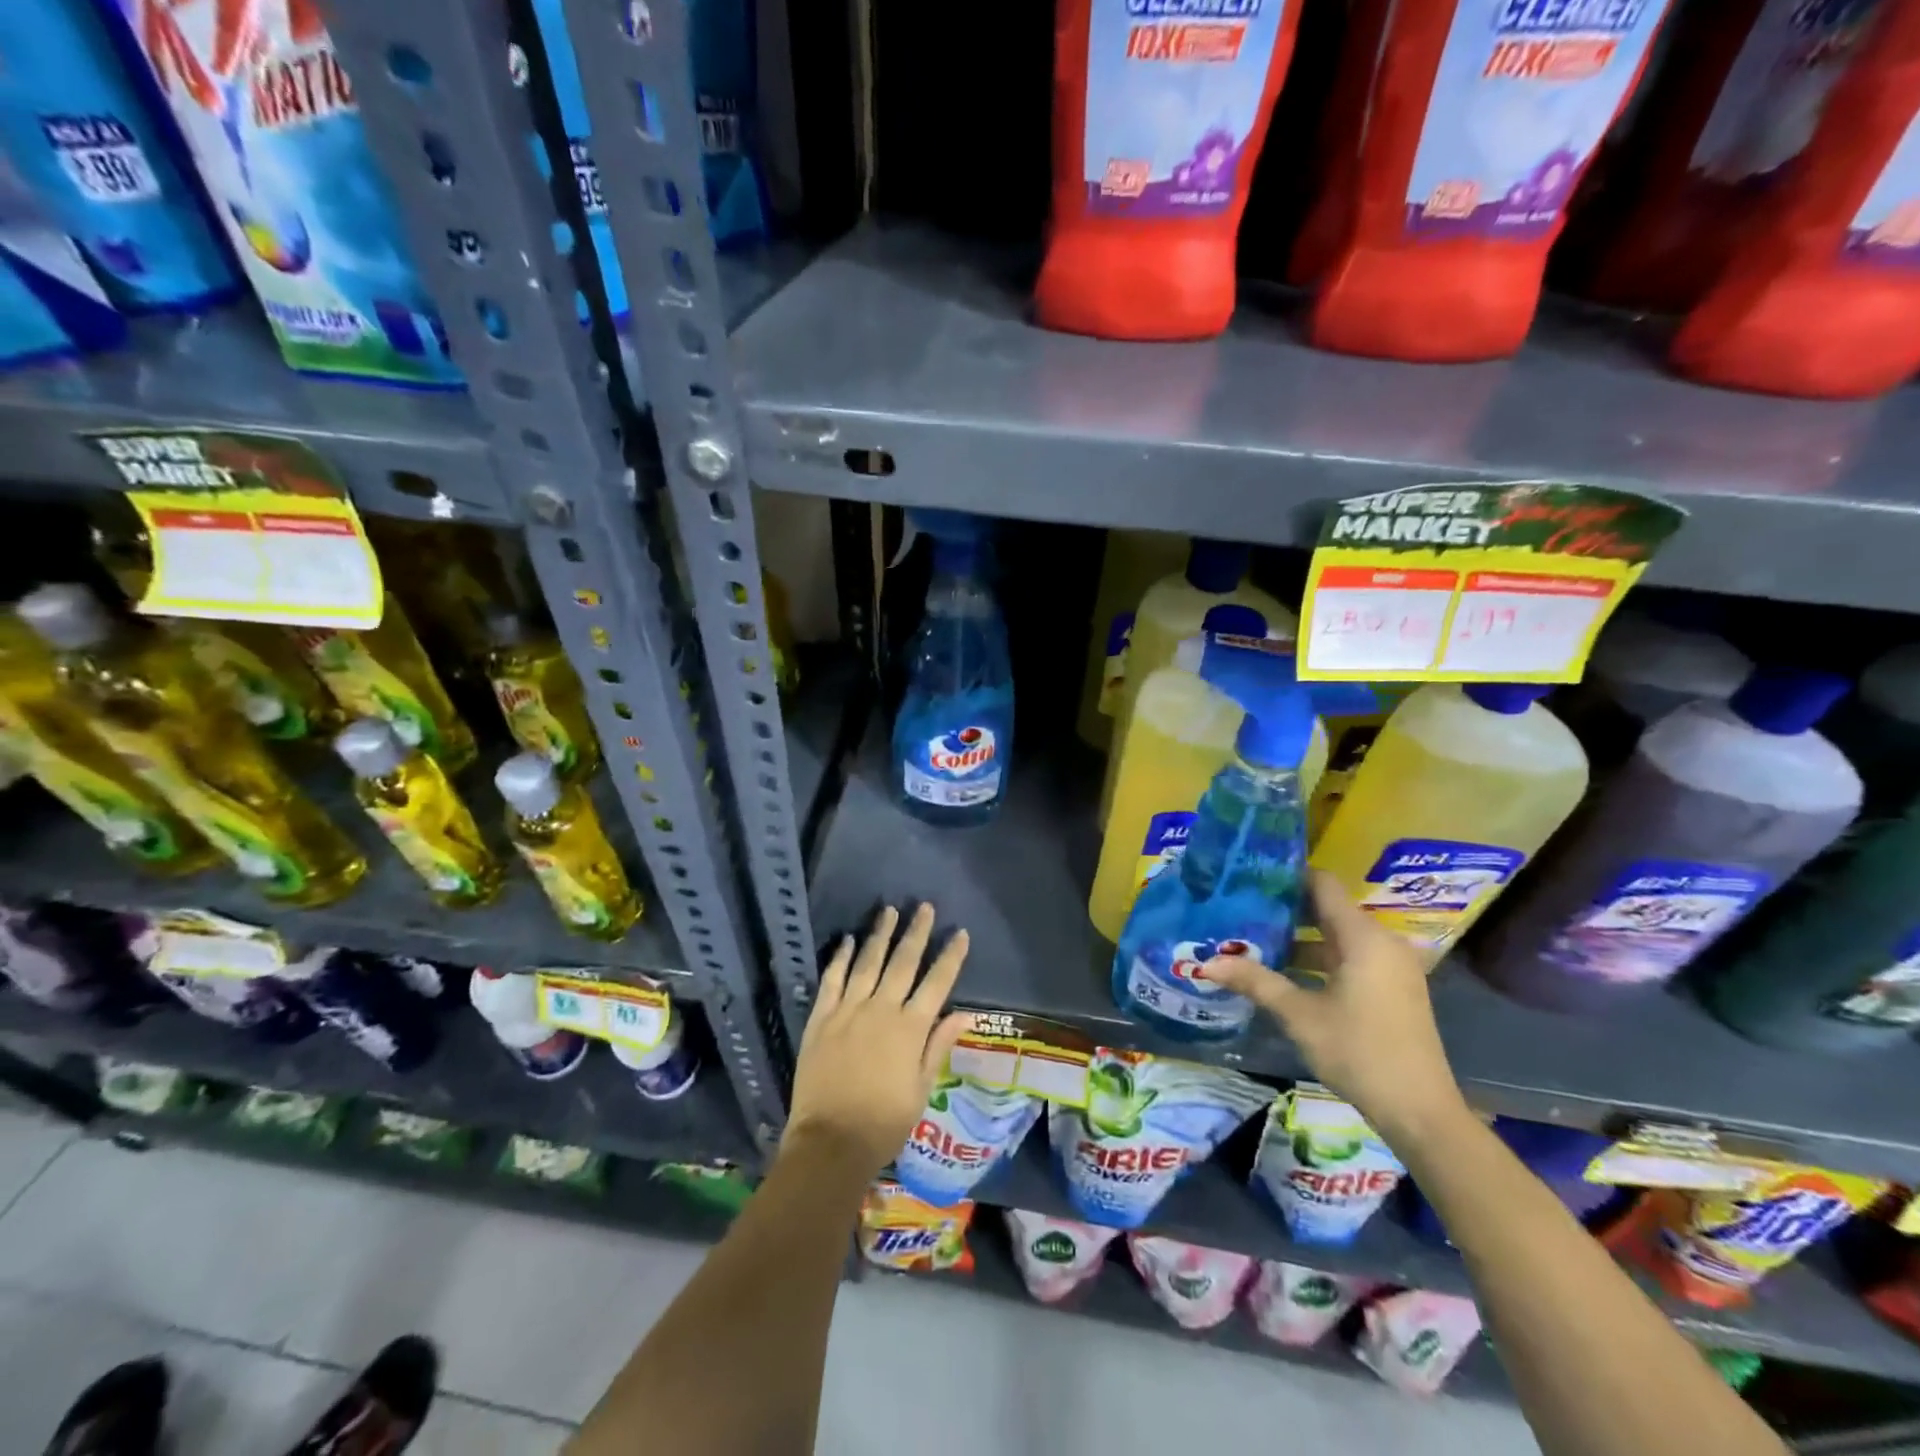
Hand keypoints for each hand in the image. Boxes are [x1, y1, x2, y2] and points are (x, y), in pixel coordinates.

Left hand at [783, 903, 974, 1181]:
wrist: (830, 1142)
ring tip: (889, 911)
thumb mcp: (921, 1089)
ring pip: (867, 962)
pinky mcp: (821, 1018)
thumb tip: (965, 1014)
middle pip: (903, 962)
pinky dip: (840, 958)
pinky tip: (846, 940)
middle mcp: (881, 1009)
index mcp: (910, 1029)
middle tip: (924, 907)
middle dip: (916, 933)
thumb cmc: (883, 1123)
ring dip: (880, 935)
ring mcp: (848, 1010)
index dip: (950, 957)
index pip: (937, 983)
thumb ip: (938, 1046)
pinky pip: (832, 979)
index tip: (960, 933)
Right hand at [1201, 871, 1468, 1144]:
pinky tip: (1283, 970)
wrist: (1420, 1112)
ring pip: (1336, 935)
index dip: (1286, 876)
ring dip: (1298, 937)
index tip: (1249, 875)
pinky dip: (1318, 957)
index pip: (1322, 884)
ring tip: (1253, 938)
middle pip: (1328, 908)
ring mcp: (1390, 966)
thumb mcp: (1300, 1015)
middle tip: (1241, 907)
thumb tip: (1207, 963)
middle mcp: (1381, 942)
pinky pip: (1349, 956)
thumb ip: (1256, 981)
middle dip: (1285, 908)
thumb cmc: (1359, 1052)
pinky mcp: (1391, 987)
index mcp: (1363, 937)